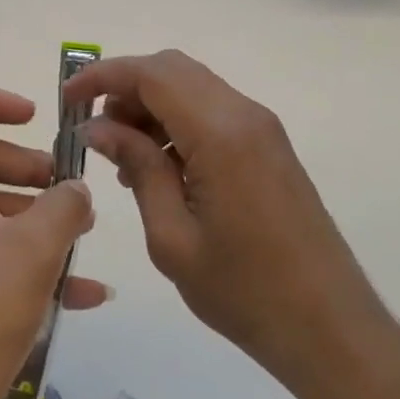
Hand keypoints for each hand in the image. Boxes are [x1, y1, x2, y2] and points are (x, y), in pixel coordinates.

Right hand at [67, 50, 397, 393]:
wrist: (331, 329)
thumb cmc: (244, 291)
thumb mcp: (171, 236)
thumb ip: (137, 167)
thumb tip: (98, 125)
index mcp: (221, 133)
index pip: (152, 74)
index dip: (103, 76)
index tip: (68, 99)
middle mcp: (244, 114)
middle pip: (172, 69)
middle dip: (125, 88)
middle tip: (95, 133)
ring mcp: (262, 128)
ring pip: (192, 87)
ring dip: (150, 105)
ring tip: (123, 159)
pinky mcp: (269, 146)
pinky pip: (211, 111)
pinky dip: (176, 122)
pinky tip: (159, 168)